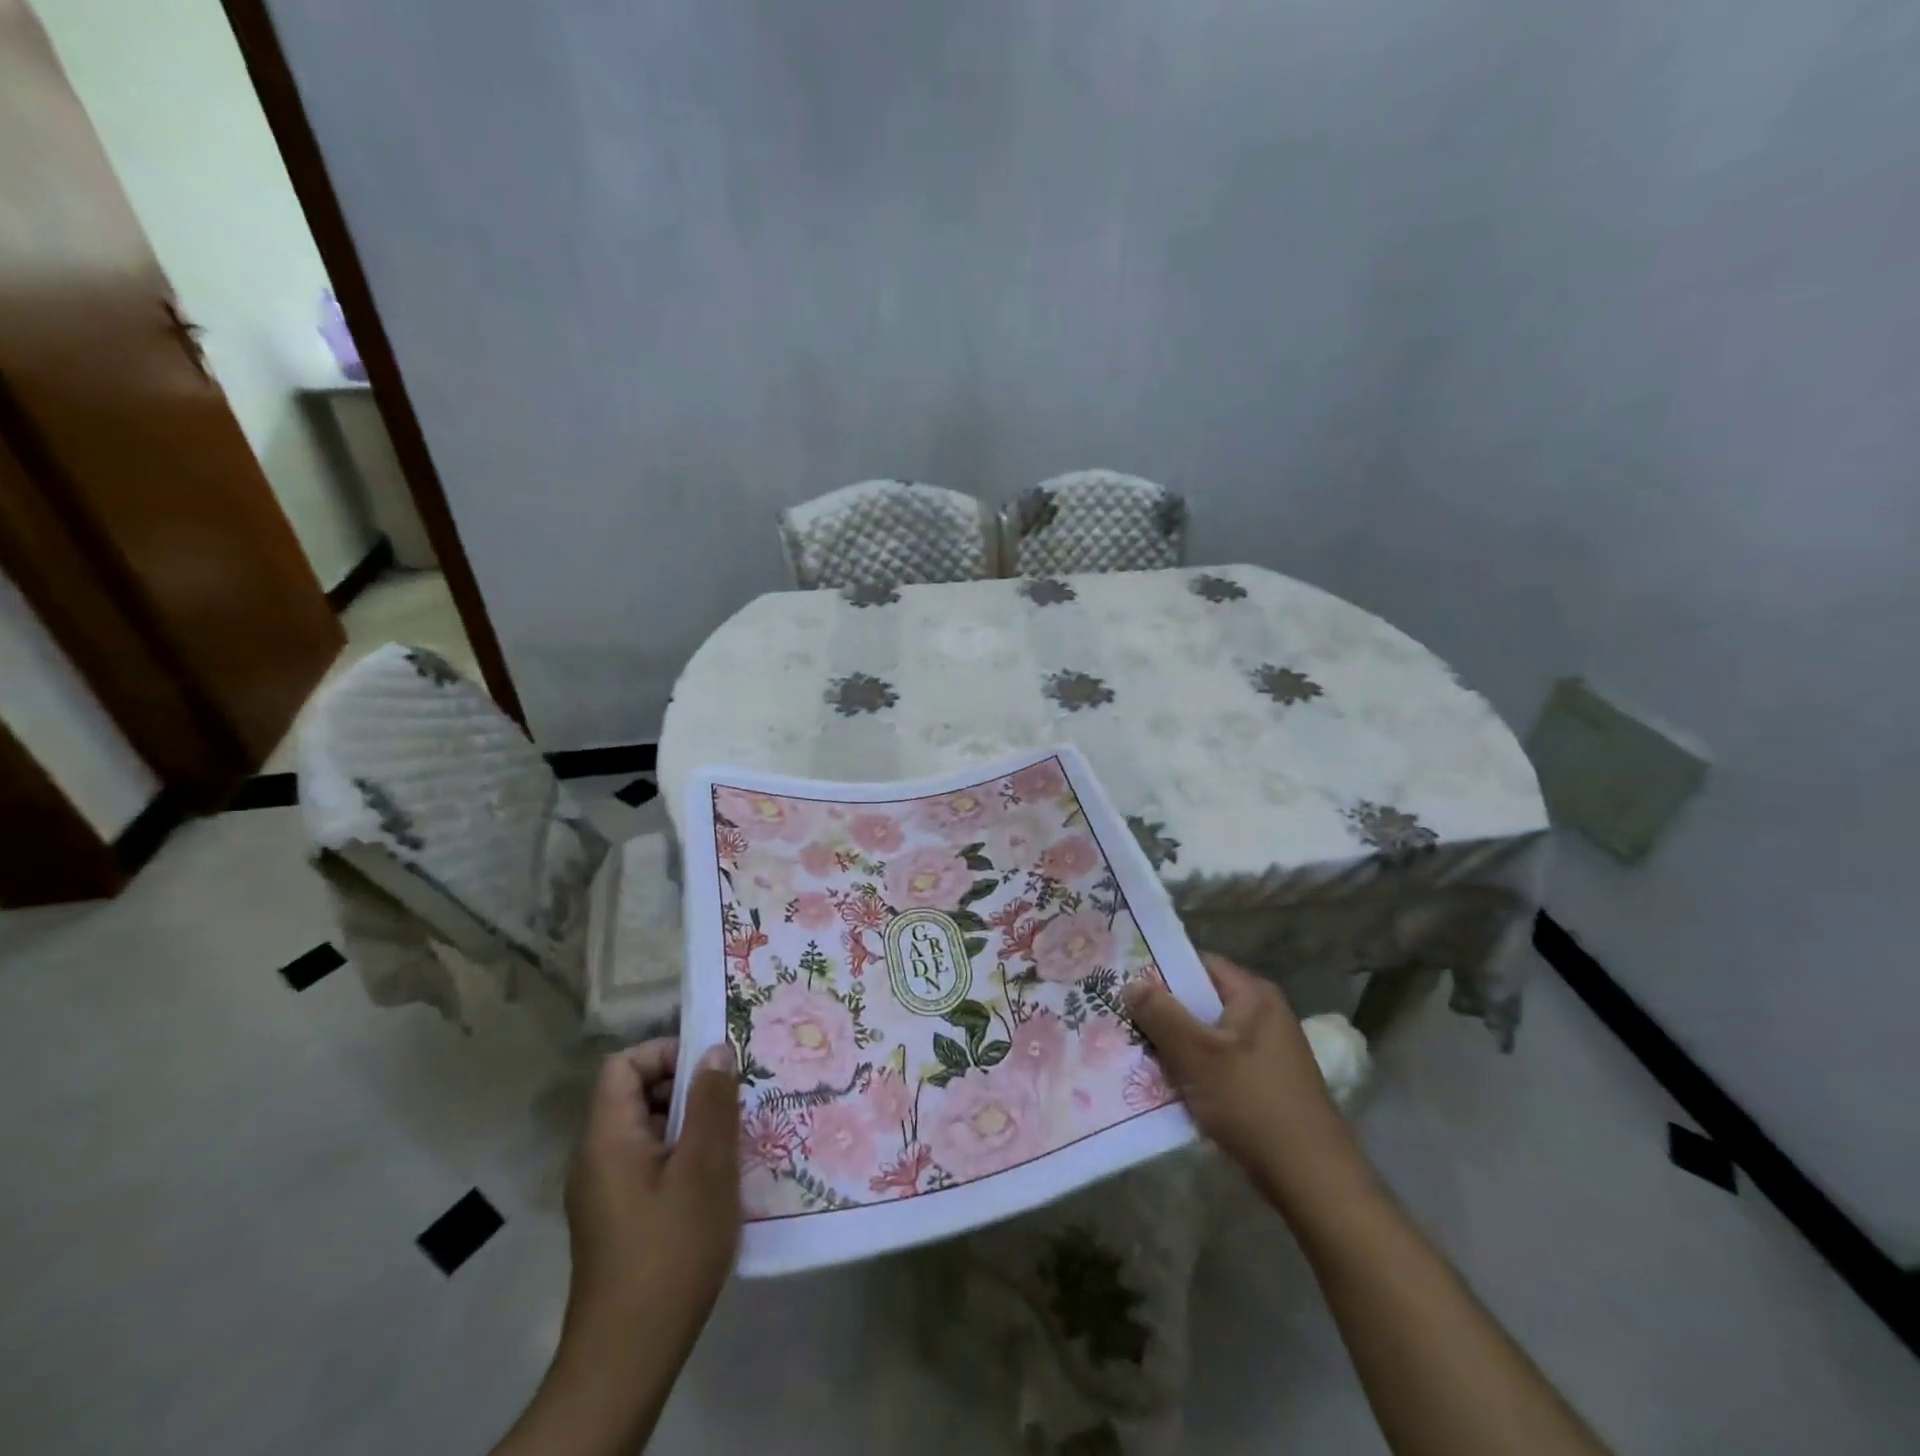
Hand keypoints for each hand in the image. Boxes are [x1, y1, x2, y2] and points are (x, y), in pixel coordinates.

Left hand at [561, 1039, 740, 1353]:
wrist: (628, 1358)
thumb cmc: (670, 1251)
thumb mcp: (704, 1168)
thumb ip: (711, 1103)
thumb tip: (715, 1050)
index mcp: (607, 1137)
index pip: (624, 1065)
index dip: (666, 1053)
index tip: (712, 1069)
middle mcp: (597, 1157)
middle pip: (636, 1094)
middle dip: (687, 1088)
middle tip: (734, 1100)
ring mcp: (605, 1191)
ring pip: (648, 1130)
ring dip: (691, 1124)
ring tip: (735, 1137)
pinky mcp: (619, 1218)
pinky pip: (650, 1162)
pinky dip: (683, 1156)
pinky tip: (718, 1179)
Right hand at [1124, 954, 1370, 1210]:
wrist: (1312, 1180)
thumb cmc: (1253, 1104)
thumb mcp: (1198, 1056)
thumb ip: (1162, 1015)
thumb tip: (1131, 982)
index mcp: (1254, 996)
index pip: (1198, 964)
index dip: (1160, 970)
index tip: (1123, 982)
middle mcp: (1262, 1016)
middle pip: (1199, 1001)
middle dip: (1161, 1013)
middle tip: (1119, 1019)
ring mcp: (1264, 1052)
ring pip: (1205, 1036)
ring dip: (1173, 1045)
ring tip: (1131, 1052)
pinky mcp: (1262, 1084)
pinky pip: (1216, 1064)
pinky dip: (1191, 1071)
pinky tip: (1162, 1086)